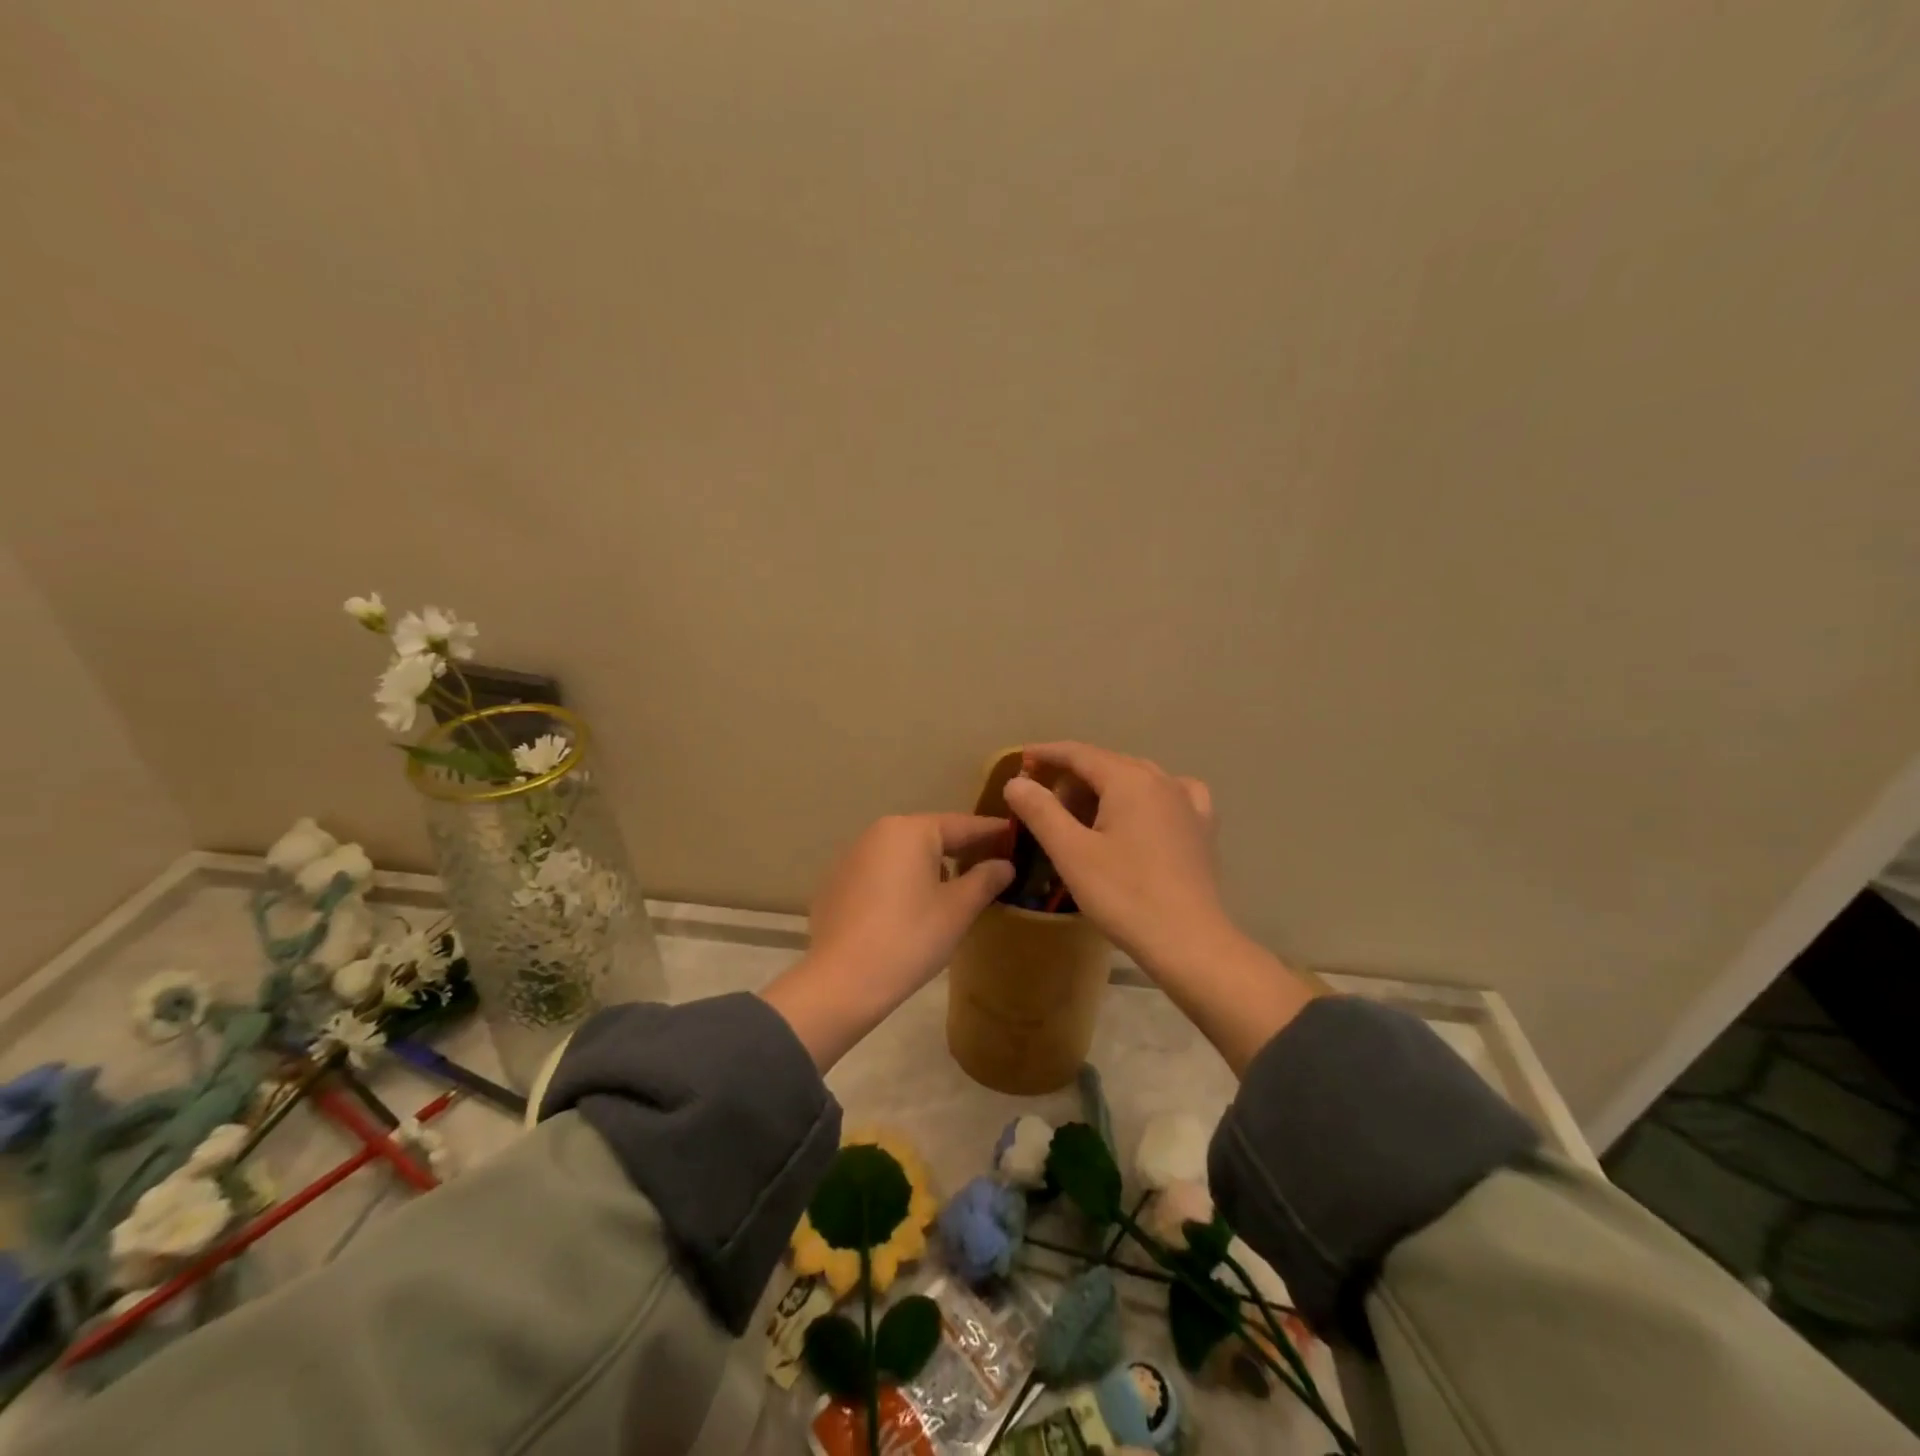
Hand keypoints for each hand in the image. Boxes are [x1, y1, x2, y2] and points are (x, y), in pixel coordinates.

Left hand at [761, 814, 1013, 1068]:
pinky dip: (903, 882)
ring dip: (931, 866)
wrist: (841, 982)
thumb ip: (985, 880)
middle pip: (931, 835)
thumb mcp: (957, 909)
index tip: (1016, 836)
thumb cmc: (909, 938)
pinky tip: (914, 908)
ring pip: (905, 854)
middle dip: (961, 849)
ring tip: (956, 888)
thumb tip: (1004, 864)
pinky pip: (882, 873)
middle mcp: (878, 833)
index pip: (962, 824)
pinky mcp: (837, 884)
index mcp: (910, 831)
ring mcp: (852, 857)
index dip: (992, 832)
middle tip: (992, 863)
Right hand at [1001, 743, 1228, 977]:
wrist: (1189, 941)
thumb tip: (1016, 781)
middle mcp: (1161, 780)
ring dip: (1106, 788)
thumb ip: (1040, 811)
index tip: (1022, 760)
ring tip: (1084, 813)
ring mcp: (1187, 803)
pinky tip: (1143, 814)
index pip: (1080, 753)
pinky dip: (1147, 797)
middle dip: (1074, 775)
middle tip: (1045, 802)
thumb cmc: (1124, 895)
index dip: (1048, 753)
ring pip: (1138, 779)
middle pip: (1108, 764)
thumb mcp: (1071, 852)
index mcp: (1128, 780)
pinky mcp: (1202, 828)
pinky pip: (1170, 796)